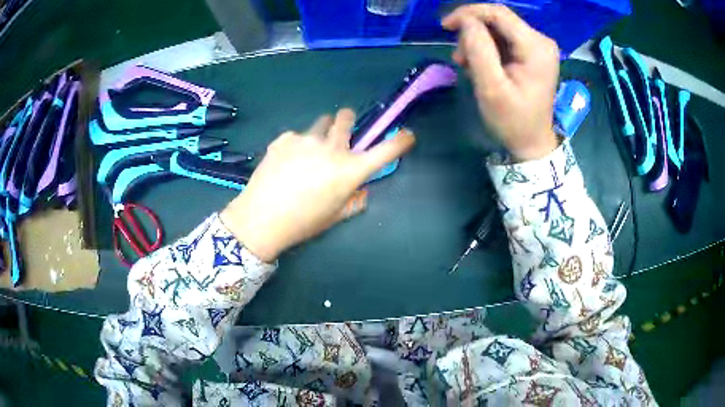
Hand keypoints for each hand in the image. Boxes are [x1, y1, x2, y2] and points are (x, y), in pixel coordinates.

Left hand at [220, 109, 415, 262]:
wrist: (261, 219)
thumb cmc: (303, 223)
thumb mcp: (335, 216)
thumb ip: (354, 200)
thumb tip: (360, 188)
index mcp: (350, 171)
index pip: (385, 151)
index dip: (401, 141)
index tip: (407, 136)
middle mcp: (332, 148)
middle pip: (346, 118)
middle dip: (348, 122)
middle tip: (341, 134)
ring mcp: (306, 139)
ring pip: (321, 123)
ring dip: (322, 132)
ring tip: (308, 152)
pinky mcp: (284, 138)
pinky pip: (297, 134)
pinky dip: (297, 144)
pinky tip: (286, 161)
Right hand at [442, 4, 559, 160]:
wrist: (532, 143)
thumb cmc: (513, 121)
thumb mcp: (491, 87)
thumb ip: (479, 50)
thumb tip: (466, 21)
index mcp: (536, 47)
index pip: (498, 13)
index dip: (468, 13)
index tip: (445, 27)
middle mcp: (541, 40)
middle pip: (498, 19)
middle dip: (472, 33)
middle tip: (459, 58)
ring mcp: (538, 46)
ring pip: (498, 28)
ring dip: (477, 42)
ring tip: (467, 65)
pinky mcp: (533, 53)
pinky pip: (503, 39)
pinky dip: (487, 48)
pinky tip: (480, 66)